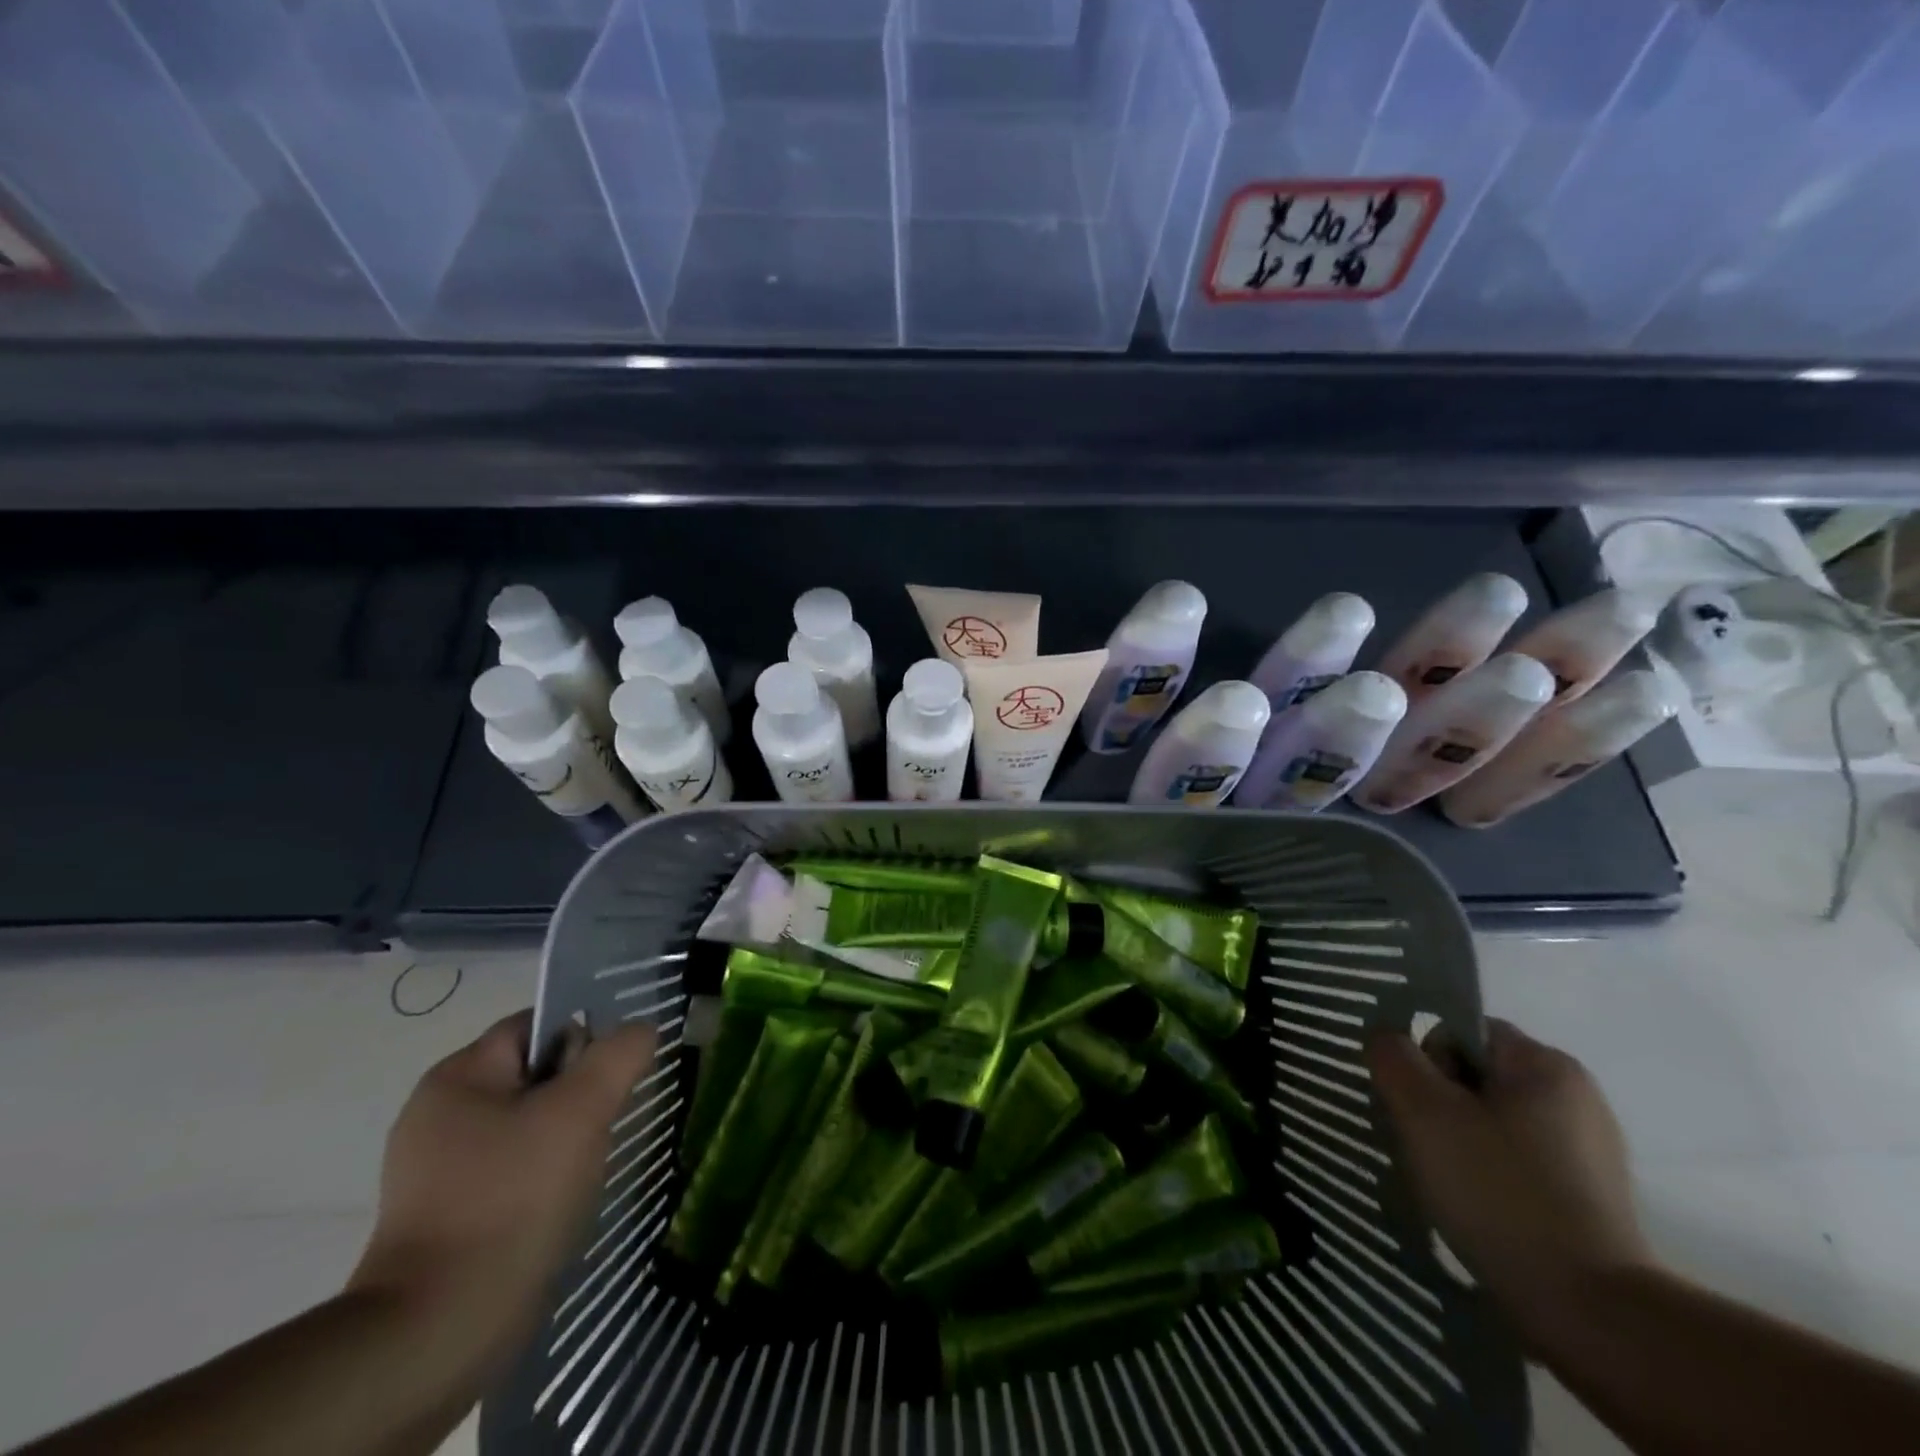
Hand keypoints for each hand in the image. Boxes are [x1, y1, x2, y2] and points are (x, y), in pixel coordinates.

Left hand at [349, 1011, 657, 1371]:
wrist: (441, 1330)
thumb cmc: (512, 1197)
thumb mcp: (580, 1110)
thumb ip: (618, 1055)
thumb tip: (639, 1031)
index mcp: (457, 1078)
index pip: (536, 1025)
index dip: (584, 1036)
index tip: (617, 1071)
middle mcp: (439, 1115)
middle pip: (535, 1074)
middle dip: (580, 1091)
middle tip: (609, 1120)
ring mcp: (439, 1171)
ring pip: (529, 1125)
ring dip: (568, 1136)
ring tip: (591, 1166)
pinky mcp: (448, 1217)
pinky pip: (513, 1170)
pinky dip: (545, 1176)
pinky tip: (564, 1202)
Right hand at [1366, 1019, 1653, 1350]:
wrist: (1589, 1312)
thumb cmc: (1499, 1191)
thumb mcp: (1424, 1110)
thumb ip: (1393, 1057)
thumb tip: (1387, 1040)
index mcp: (1546, 1064)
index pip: (1460, 1031)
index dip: (1426, 1062)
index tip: (1420, 1109)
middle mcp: (1576, 1096)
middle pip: (1475, 1076)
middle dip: (1440, 1104)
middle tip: (1427, 1147)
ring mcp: (1589, 1150)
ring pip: (1492, 1121)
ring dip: (1459, 1141)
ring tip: (1450, 1184)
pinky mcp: (1590, 1198)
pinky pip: (1517, 1162)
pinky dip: (1490, 1176)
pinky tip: (1480, 1210)